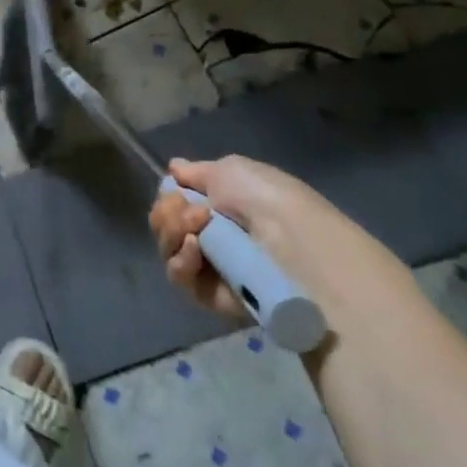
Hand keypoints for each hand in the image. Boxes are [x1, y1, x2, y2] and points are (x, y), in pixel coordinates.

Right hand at [148, 155, 414, 328]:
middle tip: (193, 212)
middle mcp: (213, 234)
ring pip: (168, 249)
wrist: (300, 252)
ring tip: (199, 230)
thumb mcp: (232, 170)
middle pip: (165, 223)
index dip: (170, 195)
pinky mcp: (212, 297)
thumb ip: (197, 172)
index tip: (179, 190)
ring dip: (173, 233)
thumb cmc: (270, 202)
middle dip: (169, 213)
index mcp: (222, 204)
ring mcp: (212, 267)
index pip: (175, 200)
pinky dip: (181, 261)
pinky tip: (196, 250)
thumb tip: (174, 168)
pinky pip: (179, 277)